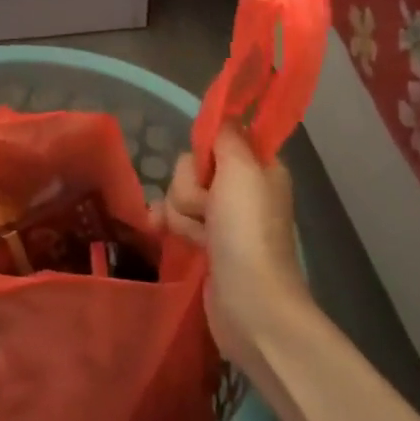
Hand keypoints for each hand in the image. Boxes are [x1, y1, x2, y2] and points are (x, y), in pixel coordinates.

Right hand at [154, 125, 305, 356]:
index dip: (206, 152)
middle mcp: (242, 190)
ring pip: (179, 194)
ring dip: (182, 214)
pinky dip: (170, 227)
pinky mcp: (205, 244)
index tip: (206, 168)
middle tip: (209, 209)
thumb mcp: (241, 170)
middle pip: (192, 167)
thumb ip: (227, 138)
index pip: (219, 139)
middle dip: (189, 188)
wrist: (250, 304)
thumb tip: (224, 117)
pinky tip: (161, 234)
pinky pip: (175, 220)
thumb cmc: (248, 232)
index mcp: (258, 168)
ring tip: (200, 237)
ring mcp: (223, 219)